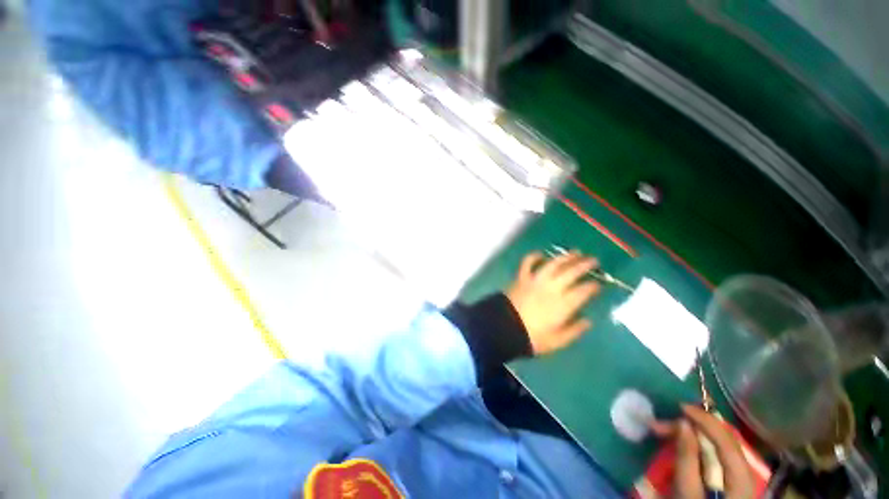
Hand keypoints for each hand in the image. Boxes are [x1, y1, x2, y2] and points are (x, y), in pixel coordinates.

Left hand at [505, 251, 599, 354]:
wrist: (505, 328)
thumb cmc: (532, 337)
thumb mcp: (557, 341)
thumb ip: (574, 331)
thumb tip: (587, 321)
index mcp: (563, 304)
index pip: (583, 291)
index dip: (593, 286)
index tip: (598, 284)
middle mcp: (552, 288)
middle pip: (571, 272)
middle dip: (584, 265)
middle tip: (593, 260)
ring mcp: (536, 280)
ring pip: (553, 264)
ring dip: (565, 257)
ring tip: (575, 252)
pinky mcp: (522, 278)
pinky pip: (527, 263)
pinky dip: (533, 256)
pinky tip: (540, 254)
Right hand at [651, 405, 755, 498]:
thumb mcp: (688, 490)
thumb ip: (687, 458)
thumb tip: (683, 423)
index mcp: (740, 474)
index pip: (725, 438)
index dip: (704, 419)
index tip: (679, 406)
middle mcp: (744, 470)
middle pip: (720, 439)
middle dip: (691, 427)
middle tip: (661, 425)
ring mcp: (738, 475)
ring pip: (717, 445)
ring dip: (692, 435)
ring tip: (667, 432)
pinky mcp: (730, 479)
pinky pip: (715, 453)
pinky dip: (698, 444)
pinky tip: (685, 443)